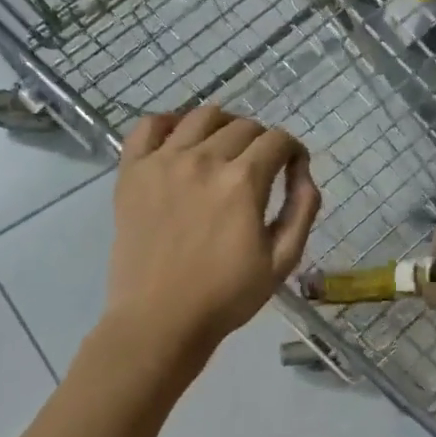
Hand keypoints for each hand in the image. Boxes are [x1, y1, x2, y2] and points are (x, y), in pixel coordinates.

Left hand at [106, 106, 321, 351]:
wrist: (160, 320)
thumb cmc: (227, 296)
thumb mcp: (283, 260)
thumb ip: (302, 209)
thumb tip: (303, 172)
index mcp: (243, 182)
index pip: (278, 140)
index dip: (293, 151)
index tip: (292, 168)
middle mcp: (203, 160)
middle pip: (244, 126)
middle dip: (262, 142)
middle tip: (261, 168)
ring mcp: (163, 162)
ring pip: (201, 116)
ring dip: (223, 125)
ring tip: (225, 148)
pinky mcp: (132, 172)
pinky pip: (149, 126)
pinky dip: (169, 122)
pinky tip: (180, 138)